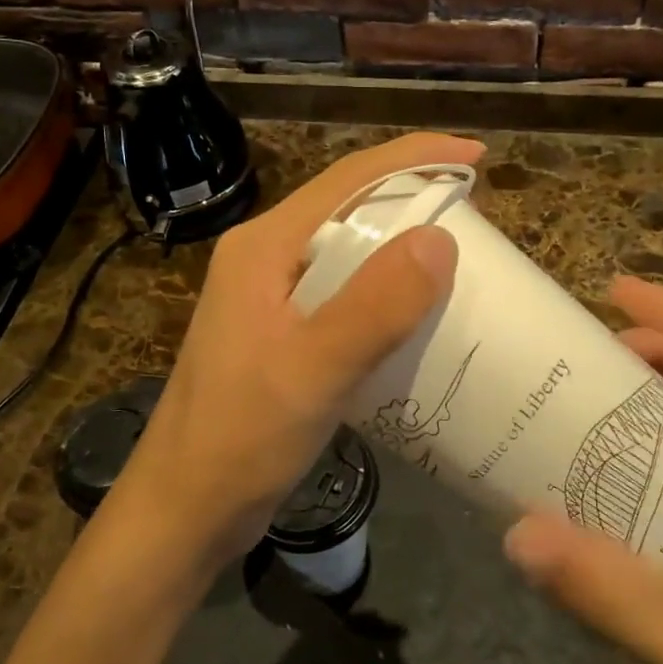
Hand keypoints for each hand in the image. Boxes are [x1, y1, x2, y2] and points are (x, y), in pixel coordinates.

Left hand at [110, 132, 480, 573]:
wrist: (185, 509)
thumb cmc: (240, 437)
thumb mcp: (313, 370)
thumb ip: (374, 305)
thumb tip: (440, 239)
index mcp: (265, 247)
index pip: (347, 179)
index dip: (414, 158)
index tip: (476, 154)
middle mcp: (266, 259)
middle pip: (348, 207)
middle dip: (412, 198)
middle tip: (476, 214)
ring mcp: (271, 298)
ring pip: (349, 252)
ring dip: (402, 247)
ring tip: (460, 259)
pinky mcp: (282, 335)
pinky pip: (345, 294)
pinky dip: (386, 293)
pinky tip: (418, 315)